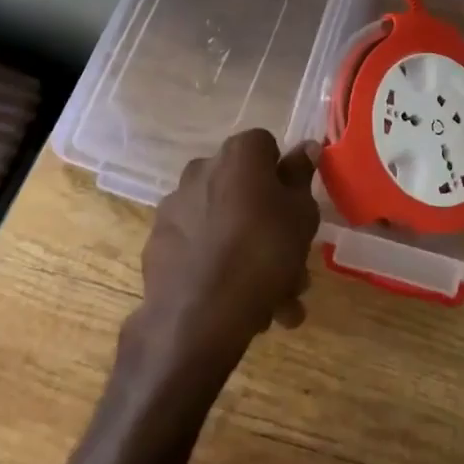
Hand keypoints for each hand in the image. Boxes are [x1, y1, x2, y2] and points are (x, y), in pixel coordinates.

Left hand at [128, 129, 320, 385]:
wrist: (198, 317)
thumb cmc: (263, 253)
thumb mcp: (300, 214)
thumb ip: (301, 177)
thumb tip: (306, 146)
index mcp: (238, 155)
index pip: (266, 147)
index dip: (283, 177)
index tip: (295, 209)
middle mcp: (201, 170)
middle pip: (244, 190)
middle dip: (269, 227)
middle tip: (293, 267)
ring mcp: (175, 208)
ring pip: (225, 225)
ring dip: (249, 256)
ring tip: (276, 305)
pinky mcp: (158, 244)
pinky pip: (200, 249)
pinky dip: (219, 269)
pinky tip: (241, 306)